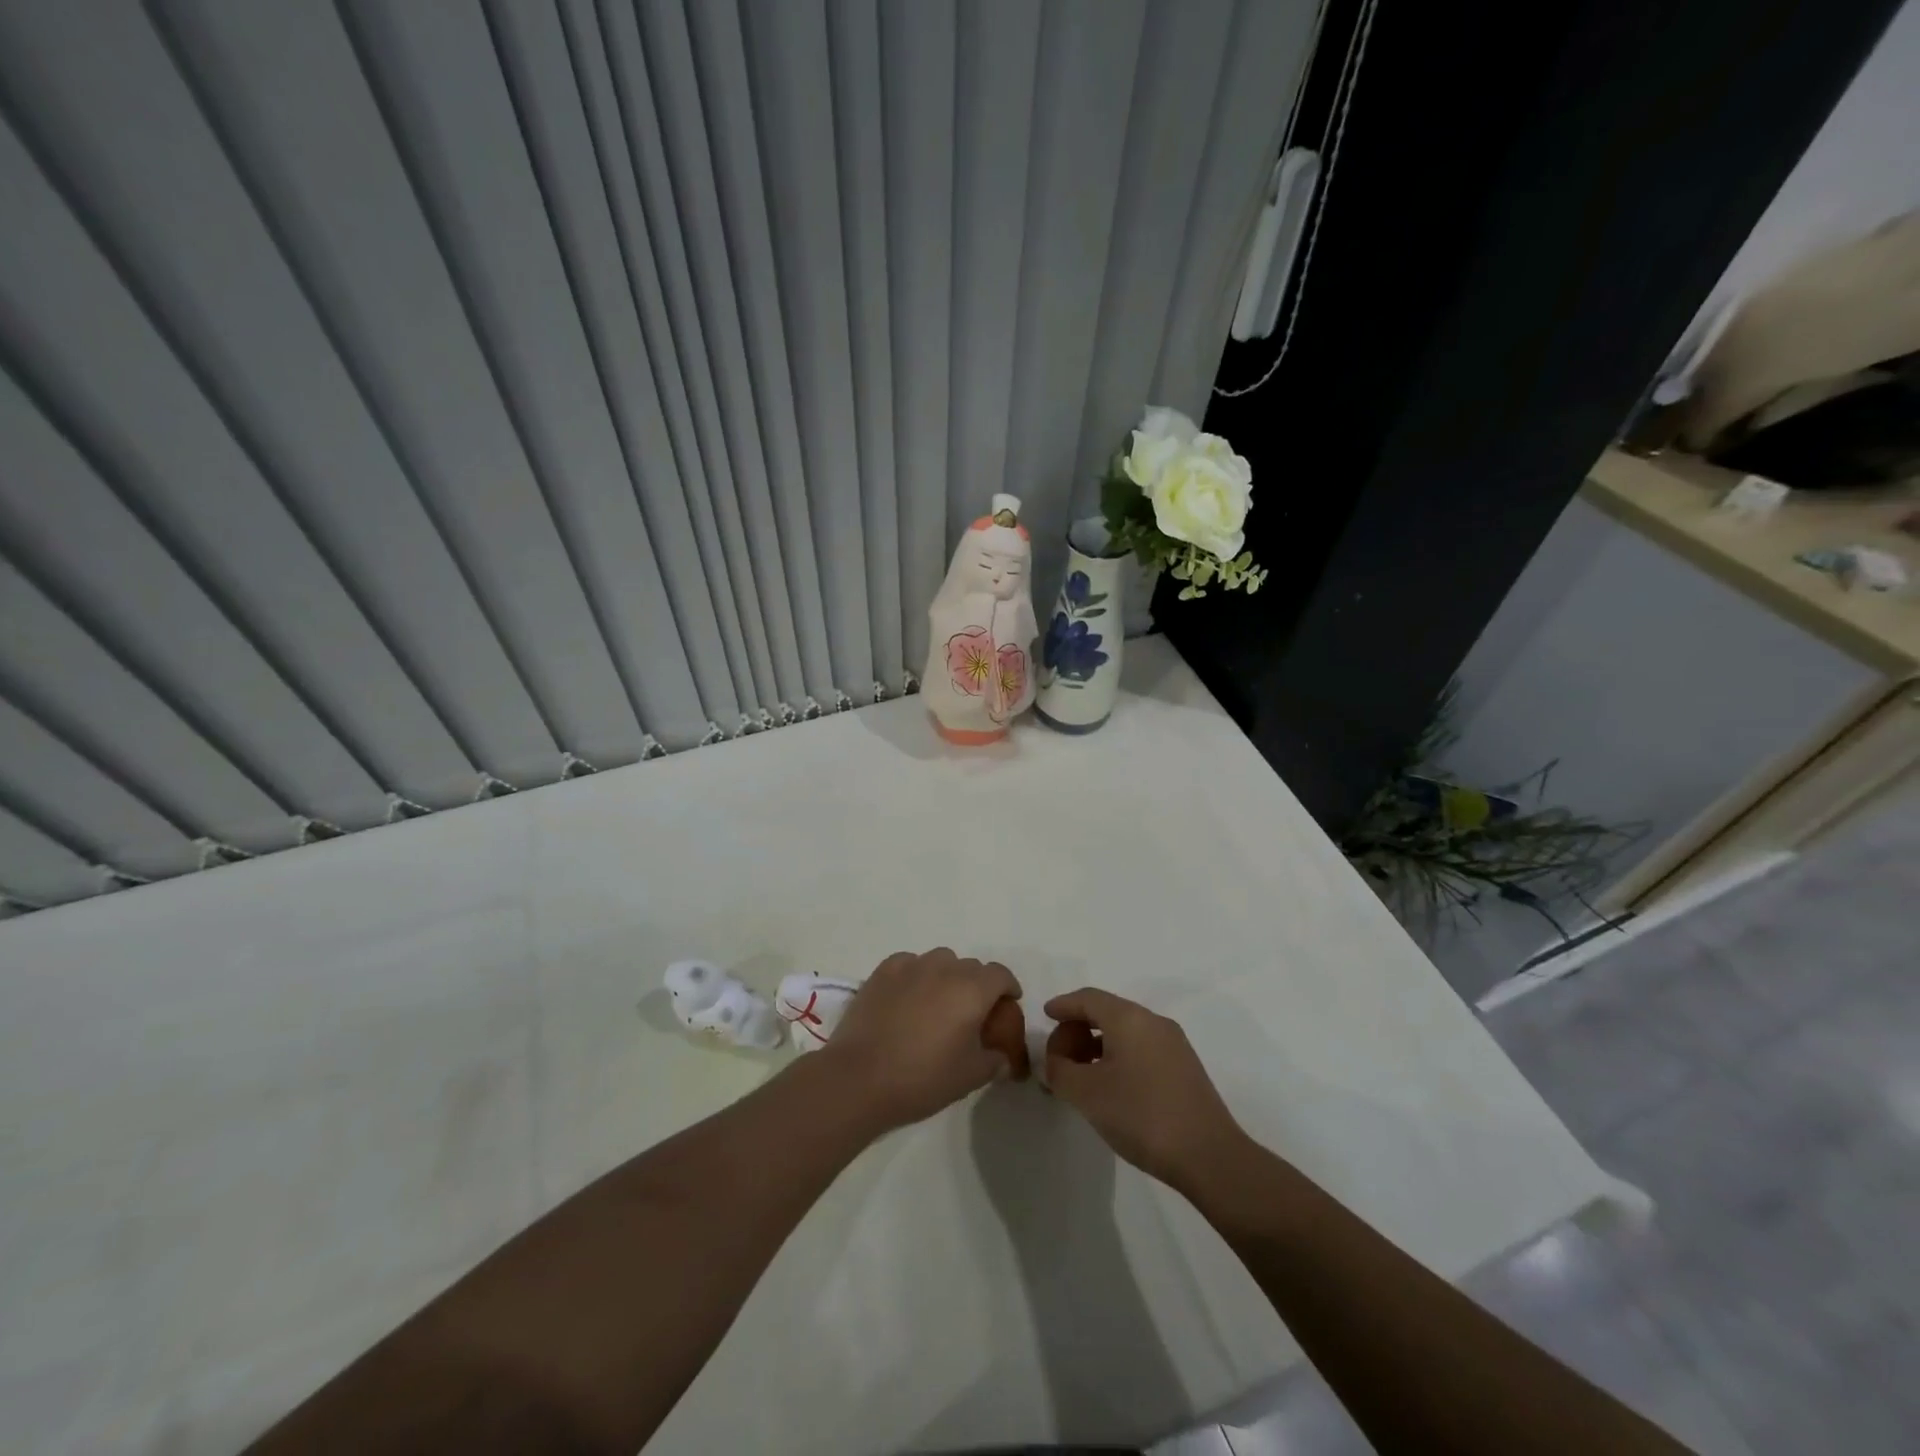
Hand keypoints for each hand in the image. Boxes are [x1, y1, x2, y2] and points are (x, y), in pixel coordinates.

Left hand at [824, 949, 1021, 1130]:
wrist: (860, 1078)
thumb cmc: (922, 1078)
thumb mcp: (970, 1077)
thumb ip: (994, 1061)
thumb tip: (1002, 1058)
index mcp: (972, 990)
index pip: (1000, 975)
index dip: (1008, 988)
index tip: (1006, 1005)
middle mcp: (944, 968)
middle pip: (971, 967)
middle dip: (977, 985)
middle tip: (971, 1013)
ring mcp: (911, 966)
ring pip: (940, 960)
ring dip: (947, 976)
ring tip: (938, 1003)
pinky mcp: (883, 971)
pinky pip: (910, 963)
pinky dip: (916, 975)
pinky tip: (908, 997)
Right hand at [1043, 987, 1247, 1191]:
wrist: (1209, 1157)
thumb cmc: (1141, 1115)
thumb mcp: (1087, 1093)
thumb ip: (1060, 1070)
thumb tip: (1054, 1062)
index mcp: (1129, 1018)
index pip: (1088, 998)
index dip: (1063, 1005)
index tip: (1044, 1016)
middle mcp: (1153, 1022)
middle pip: (1107, 1012)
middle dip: (1077, 1029)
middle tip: (1058, 1056)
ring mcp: (1174, 1044)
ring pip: (1125, 1032)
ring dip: (1097, 1046)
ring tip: (1079, 1075)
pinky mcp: (1184, 1068)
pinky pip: (1141, 1049)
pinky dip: (1117, 1057)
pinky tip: (1109, 1086)